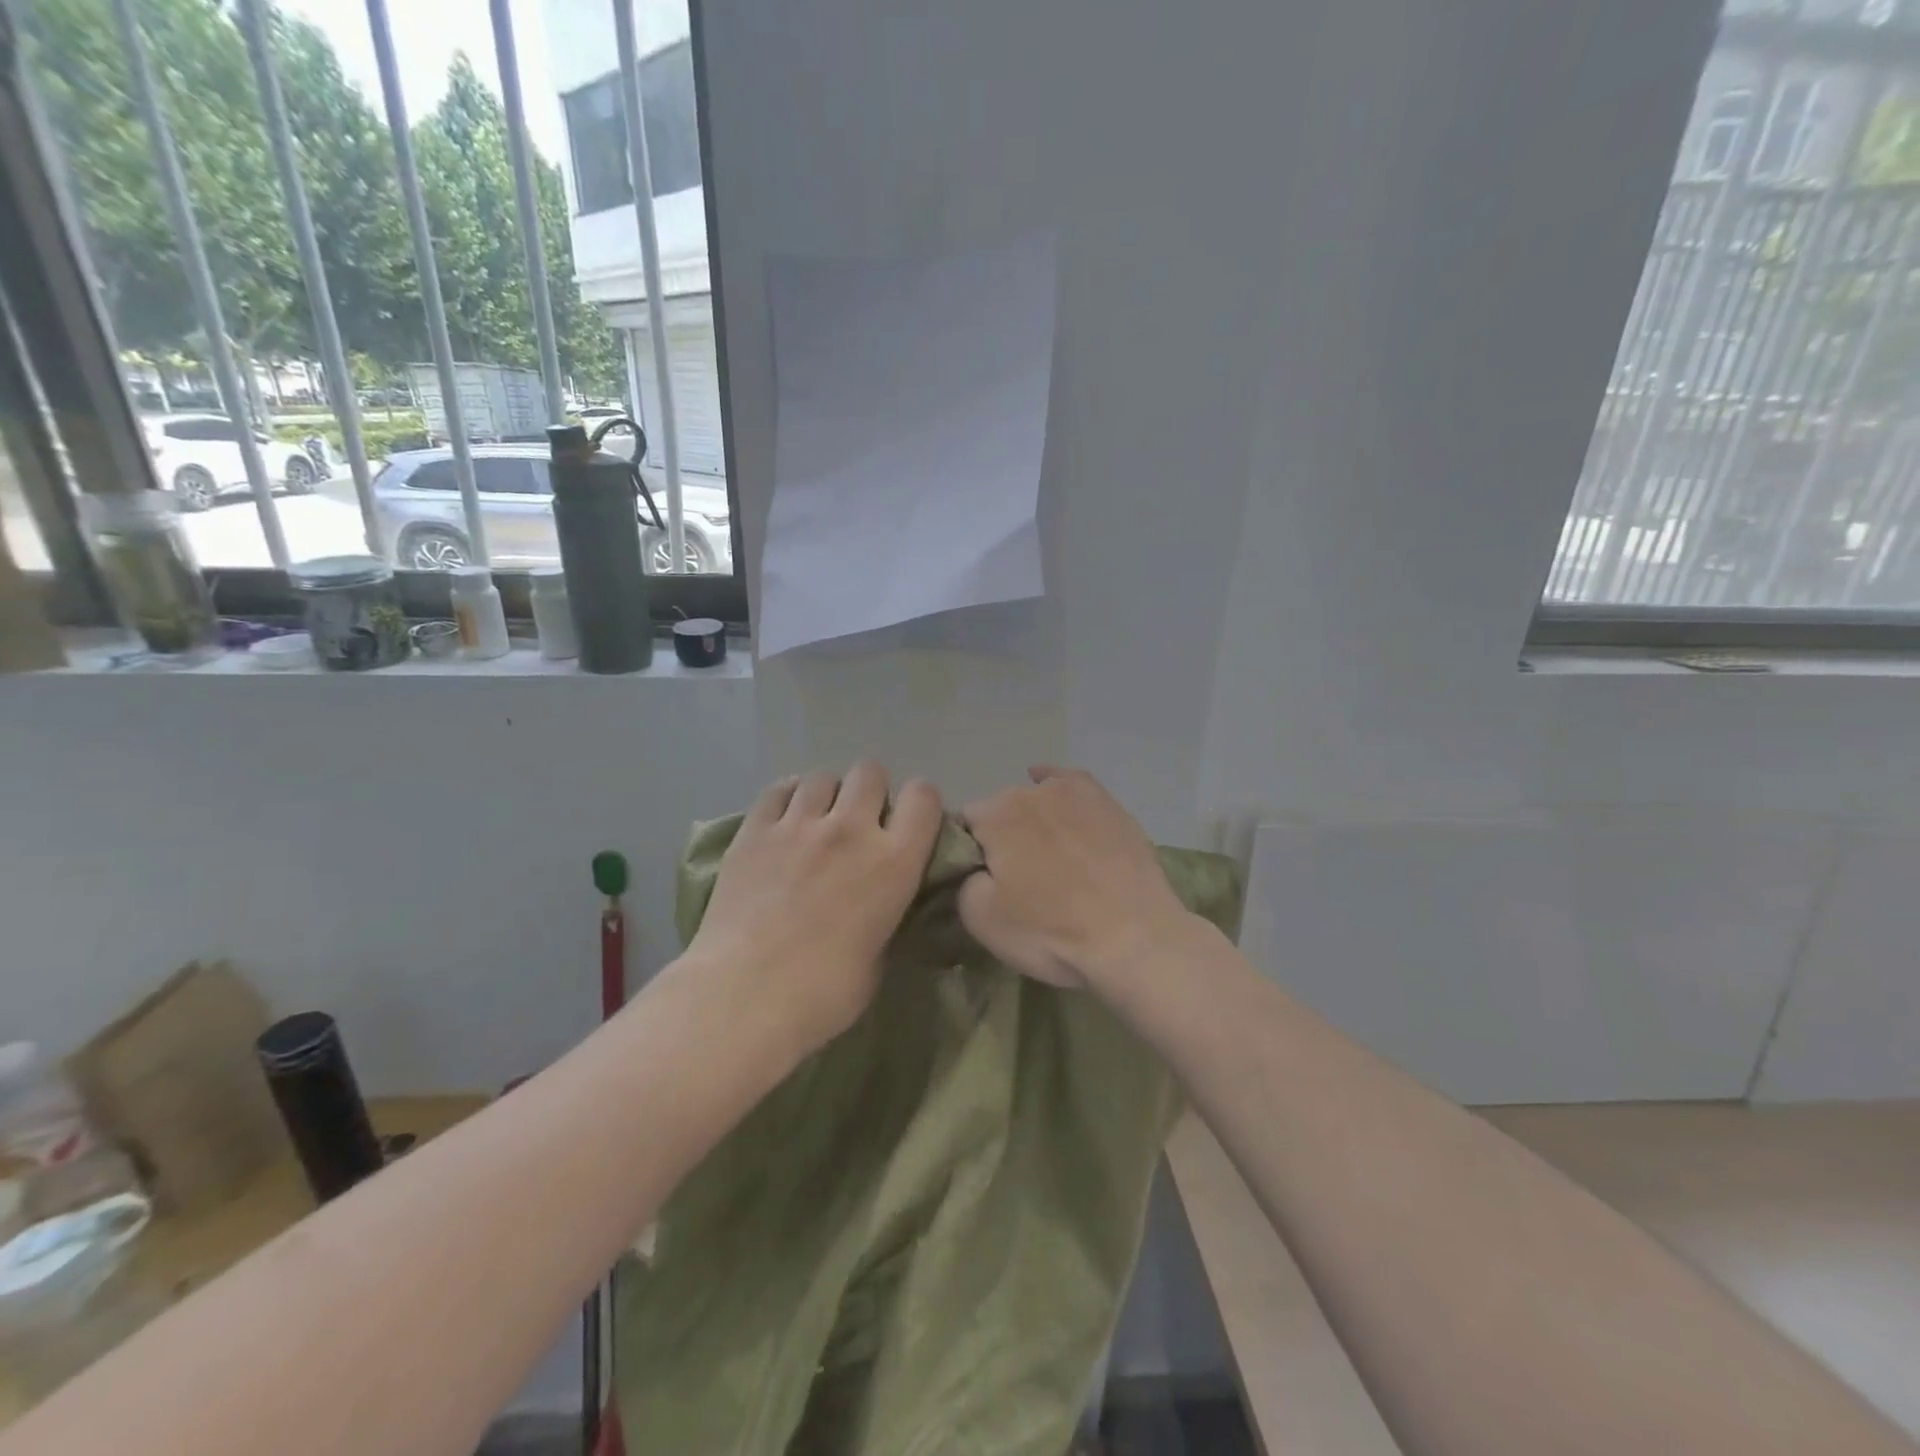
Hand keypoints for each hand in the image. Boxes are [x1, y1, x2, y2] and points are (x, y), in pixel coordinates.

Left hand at [685, 761, 941, 1055]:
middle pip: (871, 773)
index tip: (908, 825)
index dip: (919, 805)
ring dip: (827, 796)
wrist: (745, 996)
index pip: (924, 797)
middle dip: (870, 792)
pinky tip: (784, 820)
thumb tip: (878, 902)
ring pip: (823, 777)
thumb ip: (884, 913)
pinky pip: (778, 789)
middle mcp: (852, 829)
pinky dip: (788, 798)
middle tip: (859, 824)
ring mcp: (799, 824)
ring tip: (816, 823)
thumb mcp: (879, 955)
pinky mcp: (754, 830)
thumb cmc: (824, 993)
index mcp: (894, 862)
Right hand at [958, 766, 1195, 988]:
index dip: (969, 853)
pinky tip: (1049, 783)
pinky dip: (1056, 783)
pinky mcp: (1108, 803)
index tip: (983, 881)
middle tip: (1019, 878)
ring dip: (1032, 821)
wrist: (1134, 939)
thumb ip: (963, 880)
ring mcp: (1074, 793)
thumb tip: (976, 867)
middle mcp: (1030, 792)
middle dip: (1002, 838)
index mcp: (995, 815)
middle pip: (1000, 811)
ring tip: (1045, 856)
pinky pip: (1071, 782)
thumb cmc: (1051, 932)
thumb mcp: (981, 920)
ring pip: (1035, 799)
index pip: (964, 825)